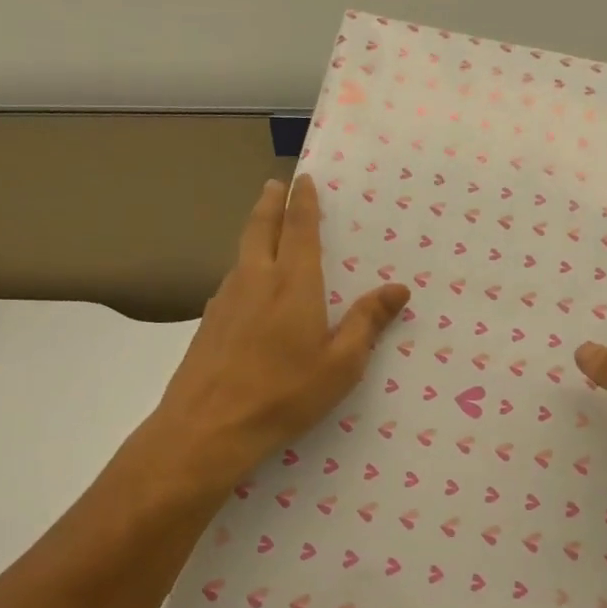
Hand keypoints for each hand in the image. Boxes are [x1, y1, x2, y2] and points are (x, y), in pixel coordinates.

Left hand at [130, 177, 407, 503]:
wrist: (208, 428)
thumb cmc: (284, 394)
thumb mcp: (341, 364)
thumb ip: (367, 322)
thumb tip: (398, 289)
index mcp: (293, 285)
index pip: (299, 230)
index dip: (303, 203)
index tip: (303, 180)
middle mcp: (256, 281)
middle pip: (261, 229)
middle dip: (270, 203)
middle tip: (275, 184)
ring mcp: (226, 300)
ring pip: (241, 253)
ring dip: (255, 231)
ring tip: (264, 227)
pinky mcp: (209, 323)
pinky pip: (231, 280)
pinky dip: (243, 265)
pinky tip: (248, 285)